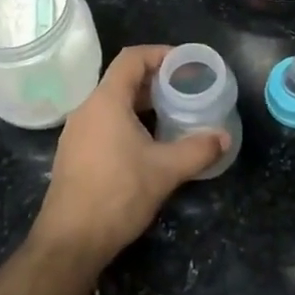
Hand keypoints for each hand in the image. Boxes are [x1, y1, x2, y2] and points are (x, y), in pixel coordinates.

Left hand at [30, 45, 226, 266]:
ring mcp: (77, 132)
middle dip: (155, 80)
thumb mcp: (165, 171)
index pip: (132, 58)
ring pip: (112, 103)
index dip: (160, 53)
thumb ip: (197, 150)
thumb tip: (224, 137)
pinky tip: (148, 144)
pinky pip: (104, 123)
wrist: (70, 241)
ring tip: (172, 115)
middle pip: (122, 79)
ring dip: (142, 103)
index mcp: (106, 101)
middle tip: (185, 90)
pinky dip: (128, 121)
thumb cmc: (117, 195)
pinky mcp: (74, 153)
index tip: (186, 63)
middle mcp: (87, 109)